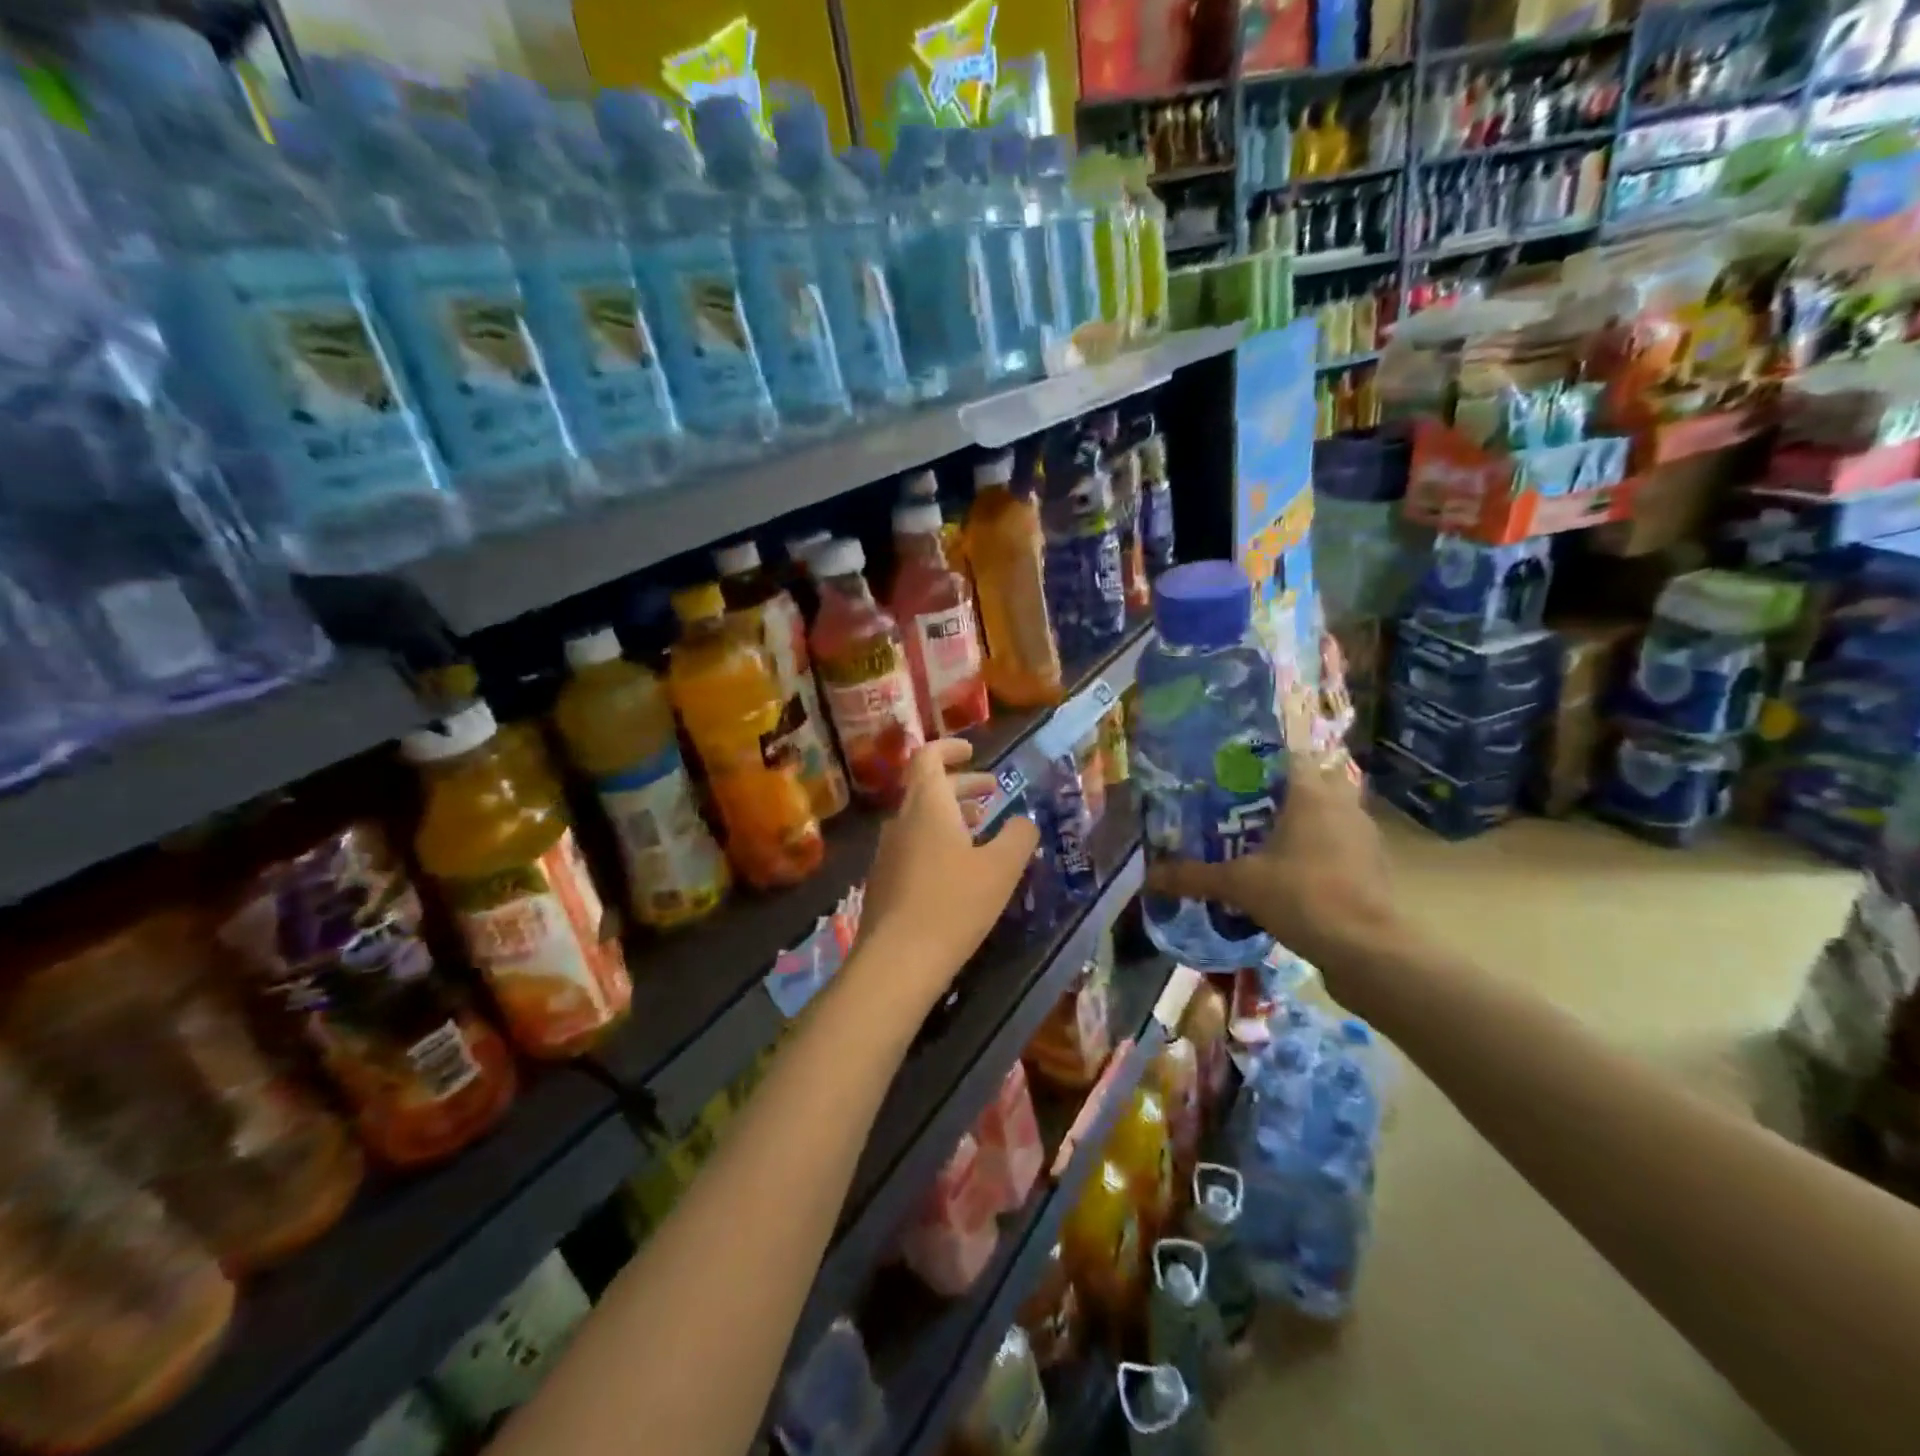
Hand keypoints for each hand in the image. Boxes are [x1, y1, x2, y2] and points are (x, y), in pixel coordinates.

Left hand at [854, 740, 1039, 1012]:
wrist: (897, 960)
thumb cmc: (954, 903)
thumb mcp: (1002, 868)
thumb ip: (1019, 836)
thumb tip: (1024, 821)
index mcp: (927, 805)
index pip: (928, 757)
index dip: (950, 748)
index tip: (972, 751)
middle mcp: (901, 820)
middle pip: (927, 788)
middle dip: (962, 785)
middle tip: (992, 792)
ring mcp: (887, 851)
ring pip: (920, 818)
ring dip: (950, 815)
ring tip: (981, 829)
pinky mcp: (884, 880)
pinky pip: (913, 845)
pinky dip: (937, 840)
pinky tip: (958, 869)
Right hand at [1144, 759, 1400, 978]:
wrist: (1369, 950)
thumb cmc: (1304, 897)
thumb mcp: (1239, 885)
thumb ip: (1194, 876)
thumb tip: (1148, 876)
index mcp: (1311, 792)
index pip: (1285, 755)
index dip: (1256, 760)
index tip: (1227, 775)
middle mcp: (1342, 803)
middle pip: (1308, 781)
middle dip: (1278, 792)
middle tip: (1241, 807)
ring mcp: (1363, 833)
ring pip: (1327, 812)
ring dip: (1300, 820)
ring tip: (1261, 838)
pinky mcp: (1373, 863)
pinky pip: (1339, 841)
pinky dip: (1317, 848)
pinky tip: (1290, 870)